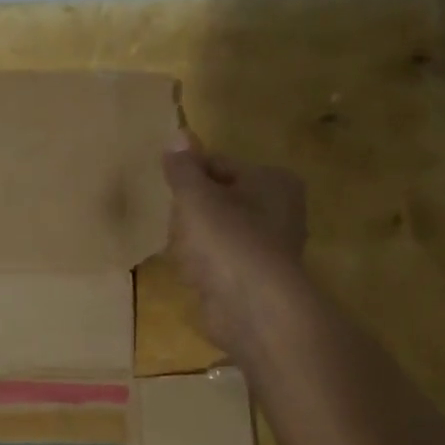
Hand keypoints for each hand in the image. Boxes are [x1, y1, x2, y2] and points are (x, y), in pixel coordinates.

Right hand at [161, 130, 308, 355]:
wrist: (252, 309)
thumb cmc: (227, 241)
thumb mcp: (197, 197)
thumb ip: (184, 169)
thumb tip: (178, 135)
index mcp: (273, 181)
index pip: (220, 165)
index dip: (189, 175)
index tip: (166, 187)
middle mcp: (279, 211)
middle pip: (219, 199)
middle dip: (191, 212)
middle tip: (175, 224)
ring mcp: (268, 249)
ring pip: (218, 233)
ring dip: (195, 241)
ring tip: (182, 252)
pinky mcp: (254, 281)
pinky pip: (220, 263)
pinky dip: (204, 267)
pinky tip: (192, 275)